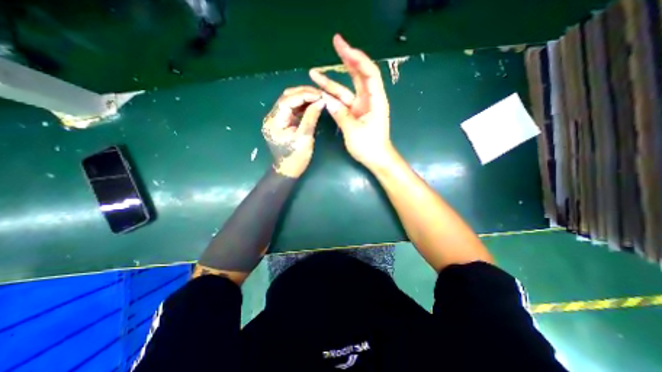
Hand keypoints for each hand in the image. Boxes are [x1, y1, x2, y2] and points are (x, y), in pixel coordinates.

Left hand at [264, 86, 324, 176]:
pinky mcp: (283, 122)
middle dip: (304, 93)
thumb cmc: (295, 158)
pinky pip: (293, 109)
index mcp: (274, 121)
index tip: (320, 94)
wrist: (288, 170)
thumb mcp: (304, 138)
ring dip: (304, 98)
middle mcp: (273, 117)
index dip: (304, 94)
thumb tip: (321, 101)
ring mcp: (277, 119)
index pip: (287, 100)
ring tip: (319, 97)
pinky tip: (313, 104)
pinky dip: (303, 105)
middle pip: (287, 97)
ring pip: (290, 101)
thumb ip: (311, 118)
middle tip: (320, 94)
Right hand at [310, 33, 394, 169]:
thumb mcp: (354, 131)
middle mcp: (369, 99)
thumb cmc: (369, 146)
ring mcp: (361, 106)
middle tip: (336, 42)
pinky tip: (321, 92)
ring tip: (315, 73)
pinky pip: (343, 102)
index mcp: (375, 100)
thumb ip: (341, 114)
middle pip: (359, 75)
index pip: (368, 73)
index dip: (357, 58)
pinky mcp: (355, 114)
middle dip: (347, 59)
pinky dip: (333, 97)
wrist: (376, 159)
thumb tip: (326, 101)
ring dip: (332, 81)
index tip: (343, 47)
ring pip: (346, 89)